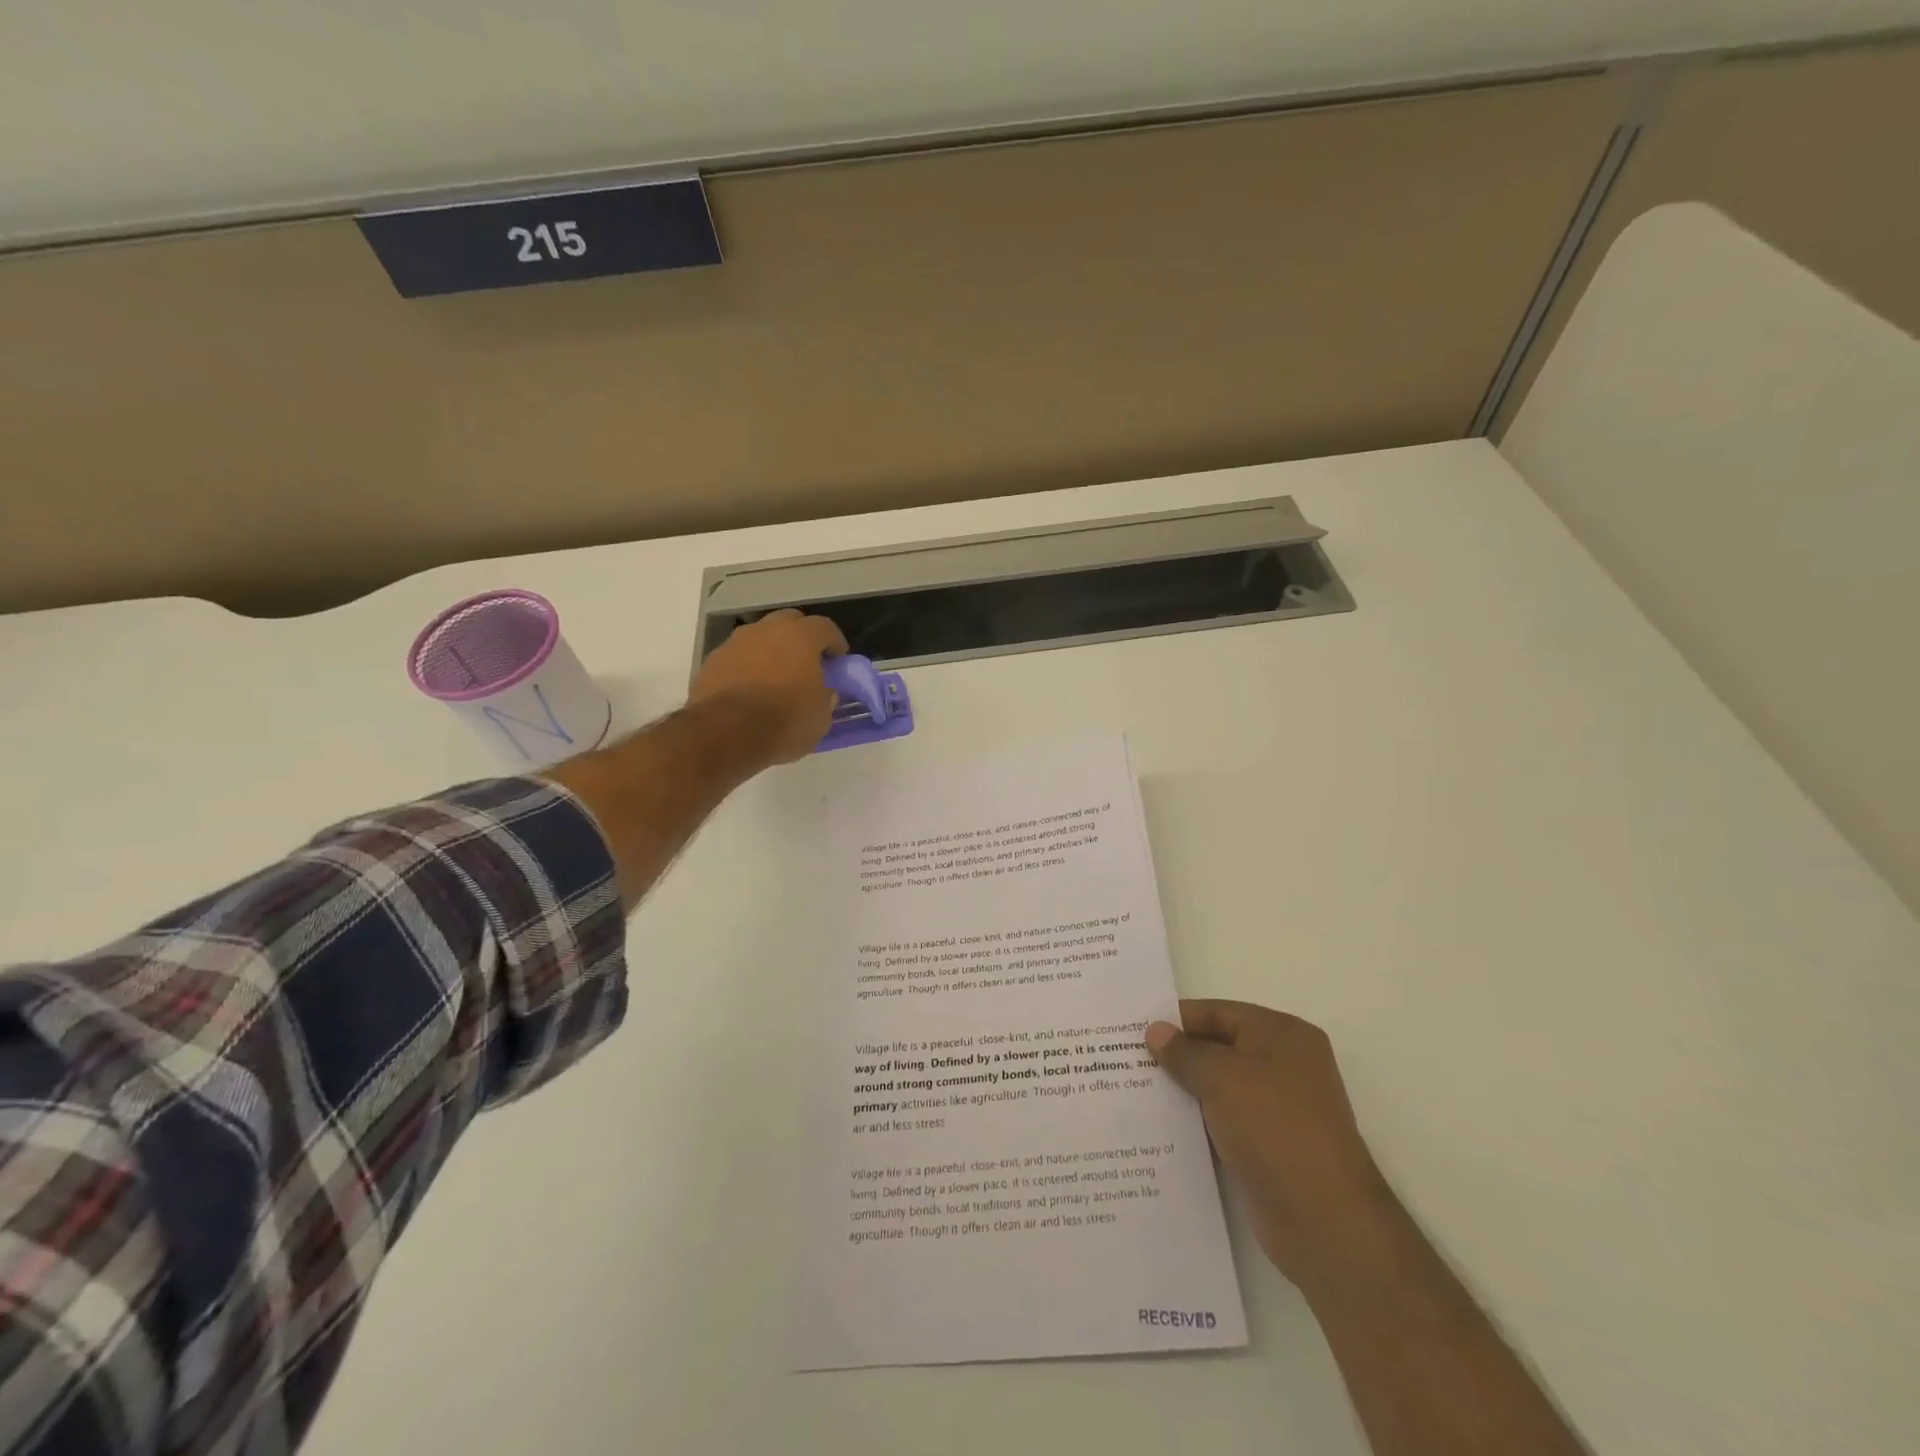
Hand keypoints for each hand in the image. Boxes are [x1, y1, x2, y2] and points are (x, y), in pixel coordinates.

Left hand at [688, 610, 848, 767]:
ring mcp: (735, 643)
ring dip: (770, 651)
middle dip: (801, 638)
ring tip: (775, 678)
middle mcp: (766, 630)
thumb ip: (825, 699)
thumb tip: (823, 693)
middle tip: (807, 663)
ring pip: (759, 638)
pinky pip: (737, 657)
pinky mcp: (712, 662)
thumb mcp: (820, 718)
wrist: (724, 734)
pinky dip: (746, 667)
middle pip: (789, 622)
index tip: (839, 660)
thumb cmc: (784, 721)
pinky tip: (749, 690)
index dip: (835, 643)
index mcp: (800, 637)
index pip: (825, 627)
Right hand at [1146, 1001, 1385, 1287]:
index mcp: (1282, 1035)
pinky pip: (1224, 1123)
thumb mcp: (1221, 1077)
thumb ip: (1184, 1052)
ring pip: (1219, 1088)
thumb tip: (1156, 1032)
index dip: (1177, 1019)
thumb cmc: (1274, 1127)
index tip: (1134, 1029)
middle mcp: (1285, 1065)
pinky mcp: (1269, 1147)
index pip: (1219, 1013)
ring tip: (1134, 1091)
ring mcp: (1279, 1109)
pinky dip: (1198, 1123)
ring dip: (1184, 1091)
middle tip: (1127, 1059)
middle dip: (1177, 1055)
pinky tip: (1160, 1128)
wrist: (1324, 1219)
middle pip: (1219, 1048)